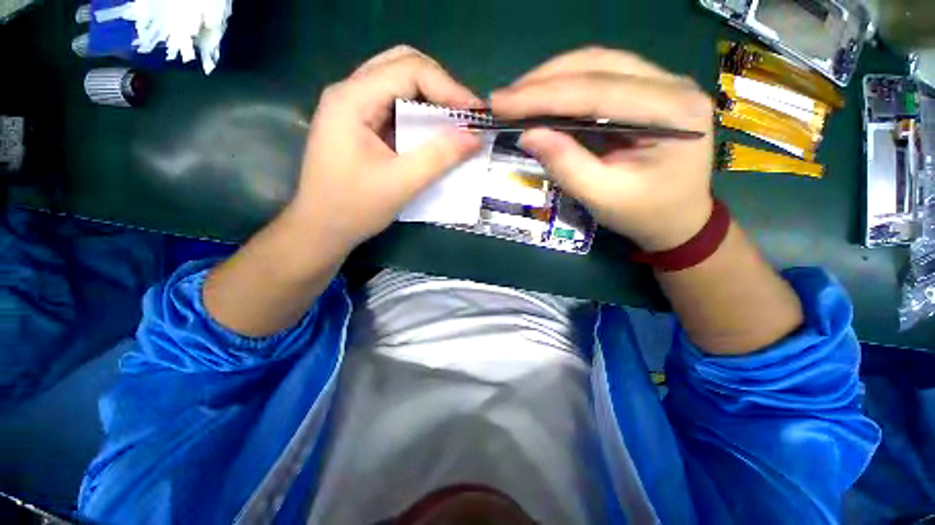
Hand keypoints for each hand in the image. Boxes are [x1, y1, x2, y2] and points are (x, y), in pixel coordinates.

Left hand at [289, 45, 483, 252]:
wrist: (321, 229)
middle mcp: (350, 92)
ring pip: (399, 82)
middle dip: (440, 86)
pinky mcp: (359, 124)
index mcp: (352, 99)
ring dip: (431, 98)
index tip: (476, 114)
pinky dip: (419, 114)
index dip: (449, 87)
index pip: (409, 70)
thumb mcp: (401, 183)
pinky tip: (432, 131)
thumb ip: (439, 157)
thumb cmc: (354, 208)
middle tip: (465, 114)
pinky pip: (394, 105)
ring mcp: (353, 107)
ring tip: (454, 122)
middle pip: (403, 65)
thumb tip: (475, 137)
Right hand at [490, 47, 714, 250]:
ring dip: (552, 79)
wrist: (679, 220)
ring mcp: (662, 83)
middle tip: (503, 99)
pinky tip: (542, 99)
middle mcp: (672, 84)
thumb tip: (527, 135)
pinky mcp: (646, 92)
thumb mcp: (603, 196)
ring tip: (517, 98)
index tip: (500, 103)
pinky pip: (600, 78)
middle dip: (543, 81)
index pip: (597, 90)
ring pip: (597, 64)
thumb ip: (566, 164)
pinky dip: (565, 87)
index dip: (543, 95)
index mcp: (672, 112)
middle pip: (598, 64)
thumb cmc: (645, 214)